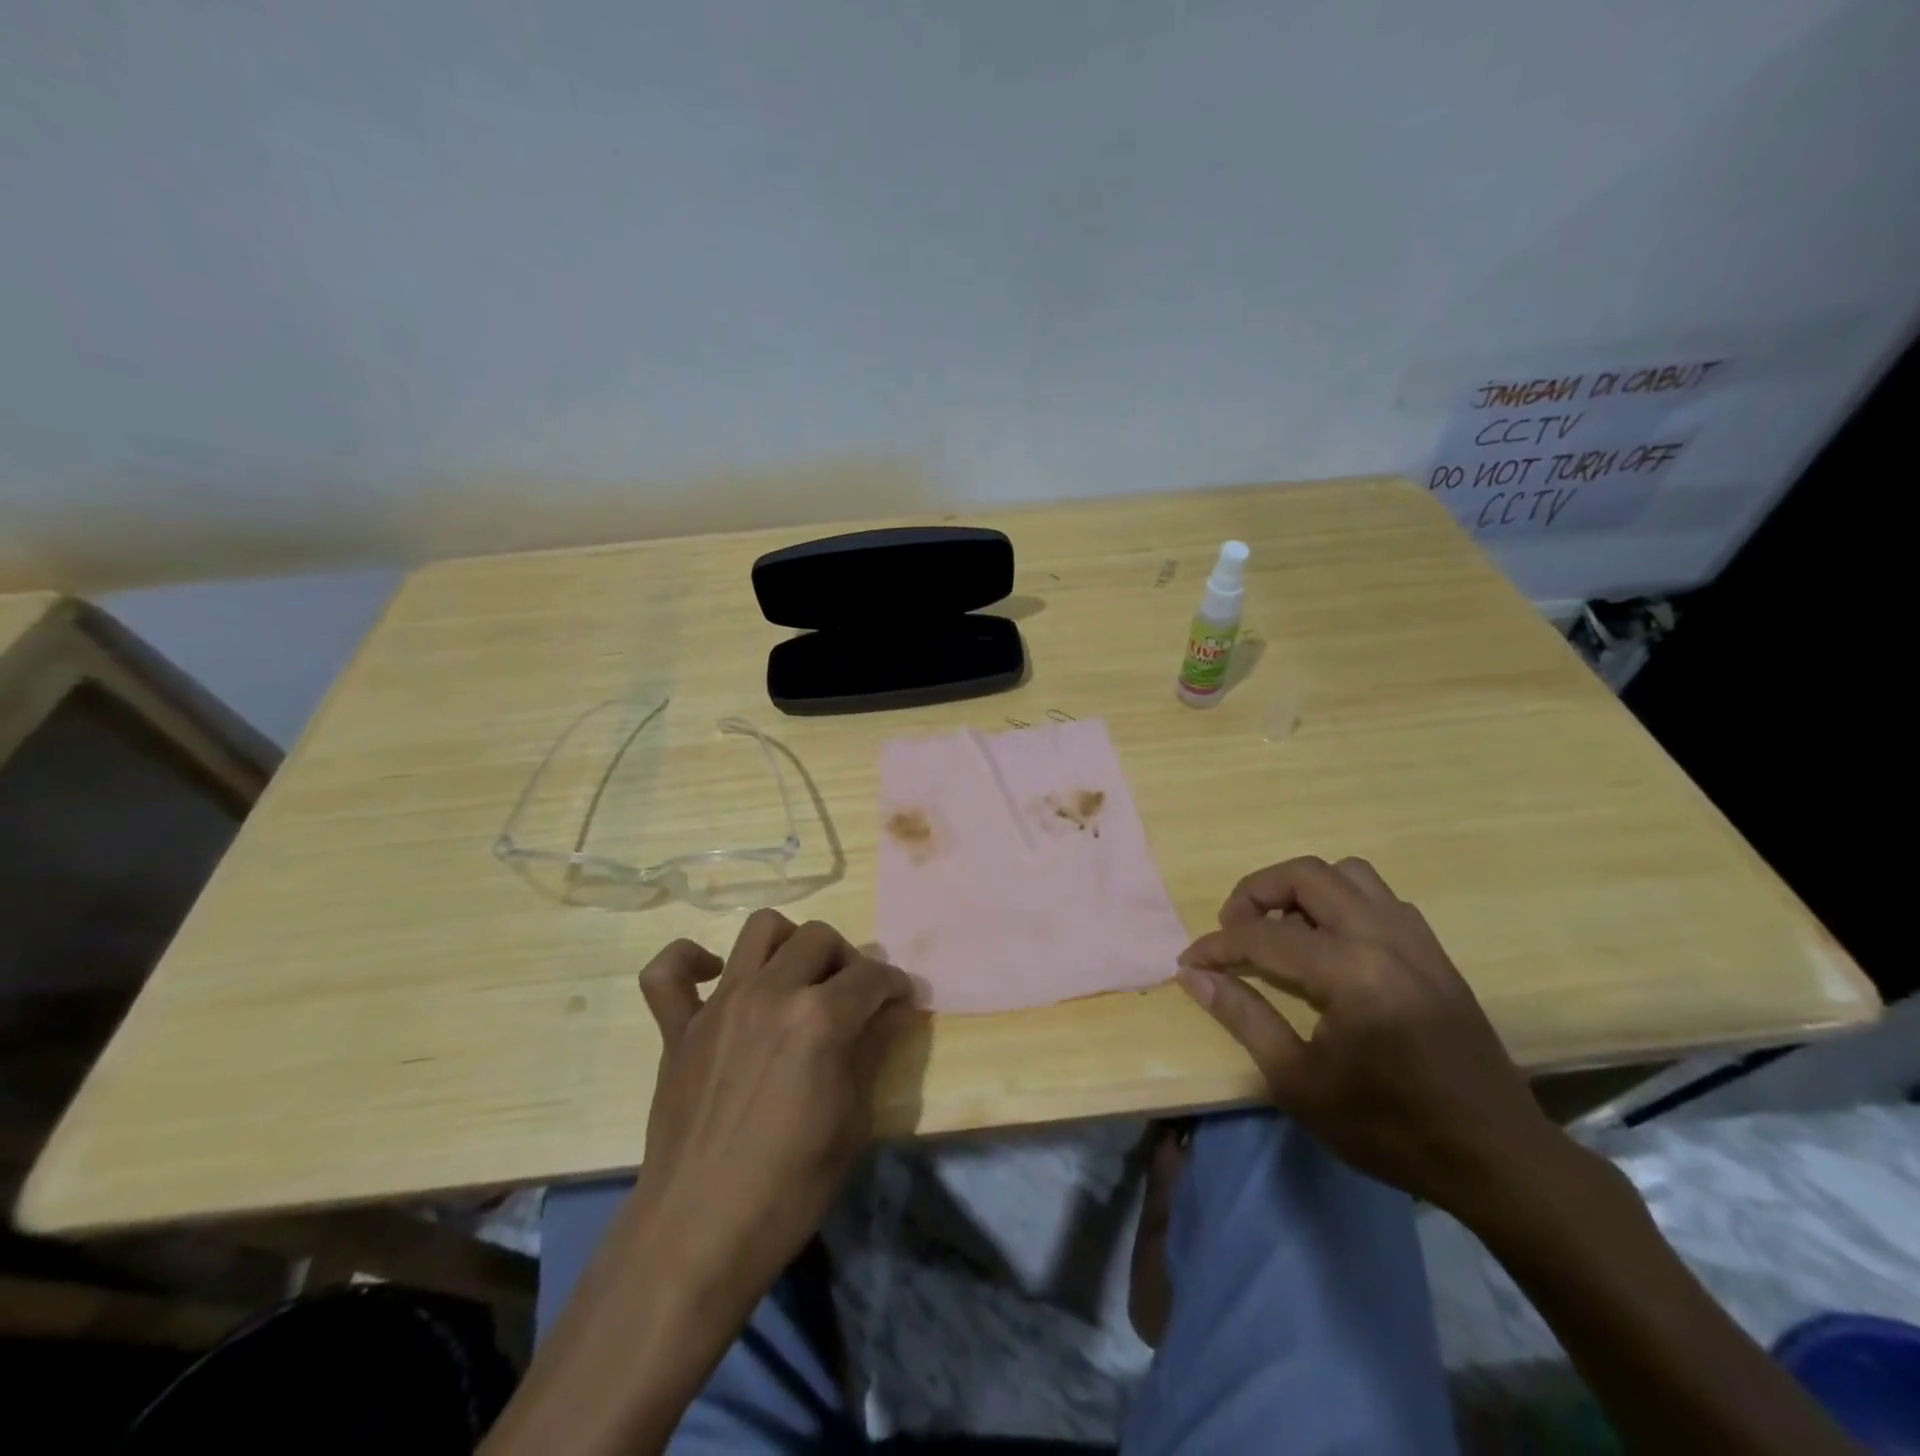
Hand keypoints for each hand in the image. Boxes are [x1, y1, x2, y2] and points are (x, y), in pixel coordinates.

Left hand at [631, 911, 915, 1305]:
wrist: (699, 1234)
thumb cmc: (790, 1187)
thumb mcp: (852, 1120)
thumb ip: (873, 1050)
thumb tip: (894, 1010)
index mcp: (819, 1018)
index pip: (871, 976)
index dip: (895, 985)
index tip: (901, 1001)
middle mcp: (769, 993)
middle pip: (819, 938)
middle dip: (847, 960)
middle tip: (852, 997)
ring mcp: (718, 1005)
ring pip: (760, 929)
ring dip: (788, 943)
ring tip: (797, 978)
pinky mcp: (677, 1027)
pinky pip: (667, 972)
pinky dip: (690, 962)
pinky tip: (714, 978)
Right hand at [1177, 856, 1558, 1216]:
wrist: (1498, 1160)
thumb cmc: (1390, 1129)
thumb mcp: (1299, 1082)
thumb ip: (1243, 1017)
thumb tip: (1194, 975)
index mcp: (1352, 974)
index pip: (1263, 937)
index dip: (1216, 946)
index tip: (1189, 962)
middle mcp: (1385, 939)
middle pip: (1307, 874)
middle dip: (1256, 892)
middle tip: (1233, 929)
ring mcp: (1417, 940)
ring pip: (1348, 874)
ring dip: (1303, 890)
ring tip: (1282, 932)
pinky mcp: (1434, 952)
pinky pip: (1378, 897)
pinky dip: (1341, 903)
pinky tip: (1330, 946)